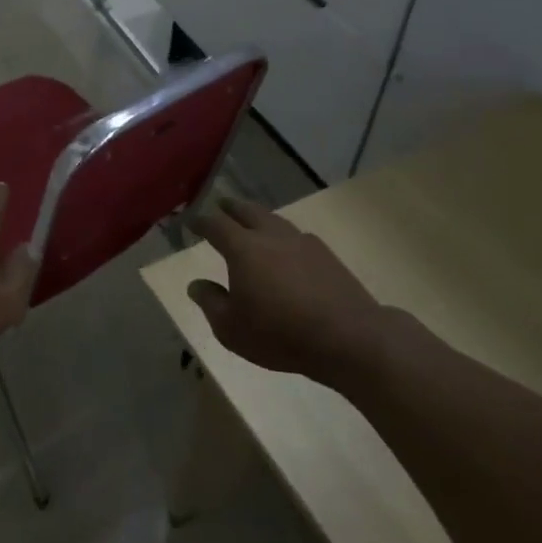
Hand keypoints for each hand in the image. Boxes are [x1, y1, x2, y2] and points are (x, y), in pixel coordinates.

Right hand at [186, 196, 391, 386]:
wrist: (349, 338)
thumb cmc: (280, 334)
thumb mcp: (231, 328)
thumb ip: (211, 303)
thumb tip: (196, 285)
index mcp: (244, 249)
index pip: (216, 226)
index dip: (201, 222)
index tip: (191, 221)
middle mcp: (272, 237)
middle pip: (248, 212)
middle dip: (232, 207)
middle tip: (222, 204)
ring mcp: (304, 243)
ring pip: (275, 220)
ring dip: (259, 217)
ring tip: (253, 221)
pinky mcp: (328, 257)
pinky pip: (297, 236)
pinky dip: (283, 235)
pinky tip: (286, 248)